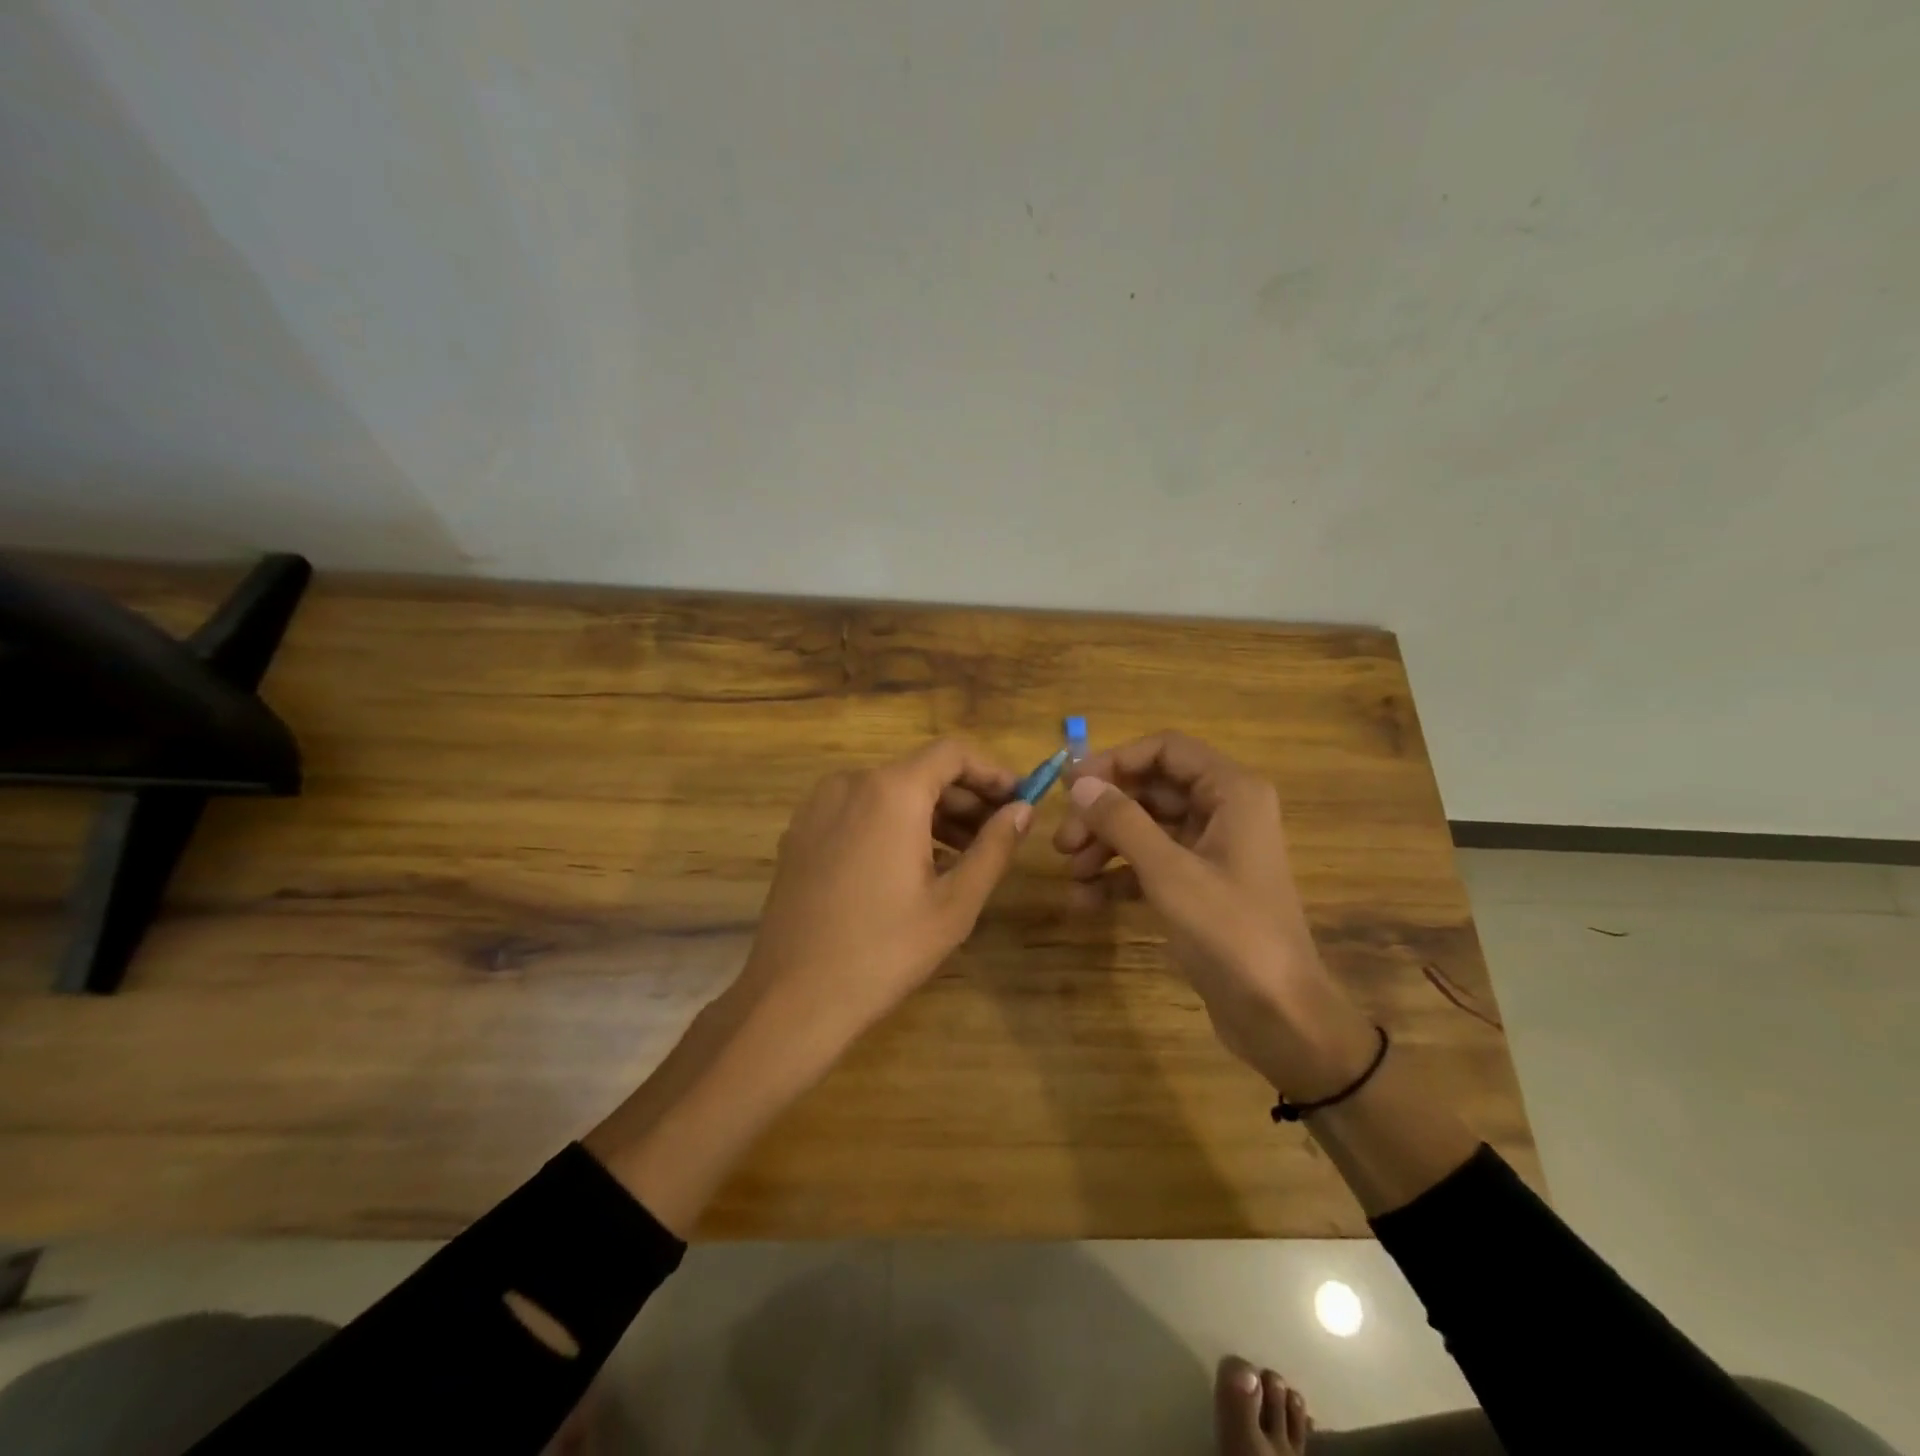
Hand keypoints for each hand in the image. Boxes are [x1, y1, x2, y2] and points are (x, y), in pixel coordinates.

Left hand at [735, 738, 1031, 1052]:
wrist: (792, 997)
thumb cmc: (884, 949)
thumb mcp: (955, 903)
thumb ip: (994, 848)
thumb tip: (1022, 810)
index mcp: (891, 791)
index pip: (952, 753)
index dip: (992, 771)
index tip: (1019, 800)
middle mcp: (851, 783)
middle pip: (920, 771)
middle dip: (964, 798)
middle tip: (998, 834)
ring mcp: (818, 807)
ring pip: (888, 792)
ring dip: (931, 814)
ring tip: (962, 857)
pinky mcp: (800, 834)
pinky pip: (859, 812)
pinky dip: (893, 825)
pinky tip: (911, 867)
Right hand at [1054, 732, 1373, 1092]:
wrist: (1280, 1016)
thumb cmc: (1230, 932)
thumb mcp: (1169, 872)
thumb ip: (1122, 821)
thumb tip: (1079, 783)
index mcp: (1231, 792)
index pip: (1166, 749)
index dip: (1115, 760)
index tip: (1071, 786)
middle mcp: (1225, 811)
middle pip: (1152, 789)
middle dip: (1104, 812)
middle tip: (1063, 842)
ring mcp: (1213, 850)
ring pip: (1148, 828)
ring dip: (1106, 846)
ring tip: (1072, 874)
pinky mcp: (1202, 885)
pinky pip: (1153, 864)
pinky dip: (1121, 876)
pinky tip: (1087, 900)